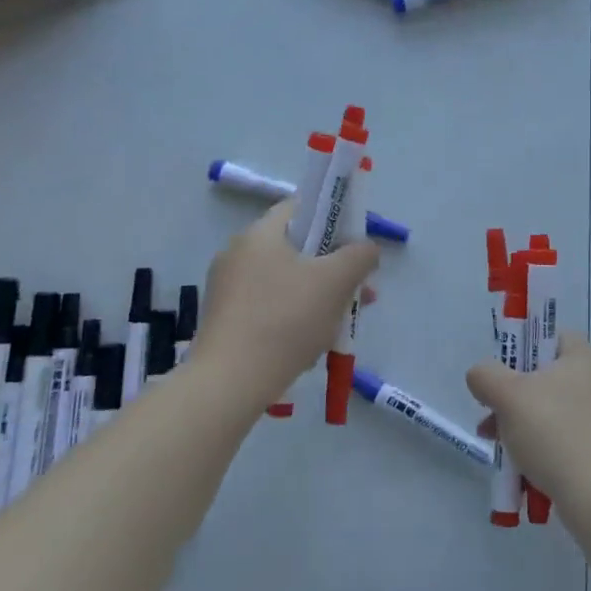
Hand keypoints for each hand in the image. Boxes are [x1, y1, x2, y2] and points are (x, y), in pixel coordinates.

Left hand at [197, 202, 378, 401]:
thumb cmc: (285, 320)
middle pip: (296, 248)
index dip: (332, 219)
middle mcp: (237, 253)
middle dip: (332, 268)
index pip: (300, 208)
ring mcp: (226, 289)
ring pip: (284, 281)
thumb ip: (359, 255)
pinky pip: (267, 307)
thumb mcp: (336, 282)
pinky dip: (292, 317)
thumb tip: (367, 247)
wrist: (229, 382)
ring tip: (340, 324)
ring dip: (316, 296)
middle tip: (358, 291)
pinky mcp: (224, 320)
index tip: (354, 245)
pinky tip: (309, 345)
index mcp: (259, 234)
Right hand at [467, 332, 590, 511]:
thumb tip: (481, 376)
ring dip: (521, 425)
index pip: (549, 337)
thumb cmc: (554, 432)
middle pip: (545, 377)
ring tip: (498, 447)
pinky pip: (564, 439)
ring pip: (551, 411)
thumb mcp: (507, 395)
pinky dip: (542, 447)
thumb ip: (485, 375)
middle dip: (512, 397)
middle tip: (490, 415)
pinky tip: (522, 467)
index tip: (501, 374)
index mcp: (585, 357)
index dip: (521, 350)